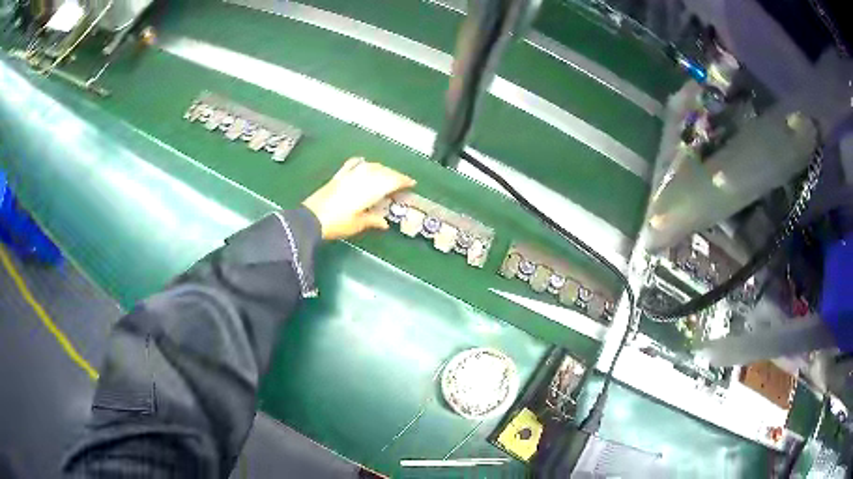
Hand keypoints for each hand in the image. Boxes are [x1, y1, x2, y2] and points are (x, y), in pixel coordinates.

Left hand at [303, 158, 415, 239]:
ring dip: (381, 168)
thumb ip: (372, 220)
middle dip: (394, 174)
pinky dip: (361, 163)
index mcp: (369, 190)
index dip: (403, 181)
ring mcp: (349, 175)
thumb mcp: (357, 225)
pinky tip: (363, 162)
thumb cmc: (337, 223)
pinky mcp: (338, 176)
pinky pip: (352, 164)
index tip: (412, 183)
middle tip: (401, 181)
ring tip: (386, 174)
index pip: (391, 181)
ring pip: (370, 166)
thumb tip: (384, 223)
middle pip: (383, 171)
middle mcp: (362, 178)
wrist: (311, 219)